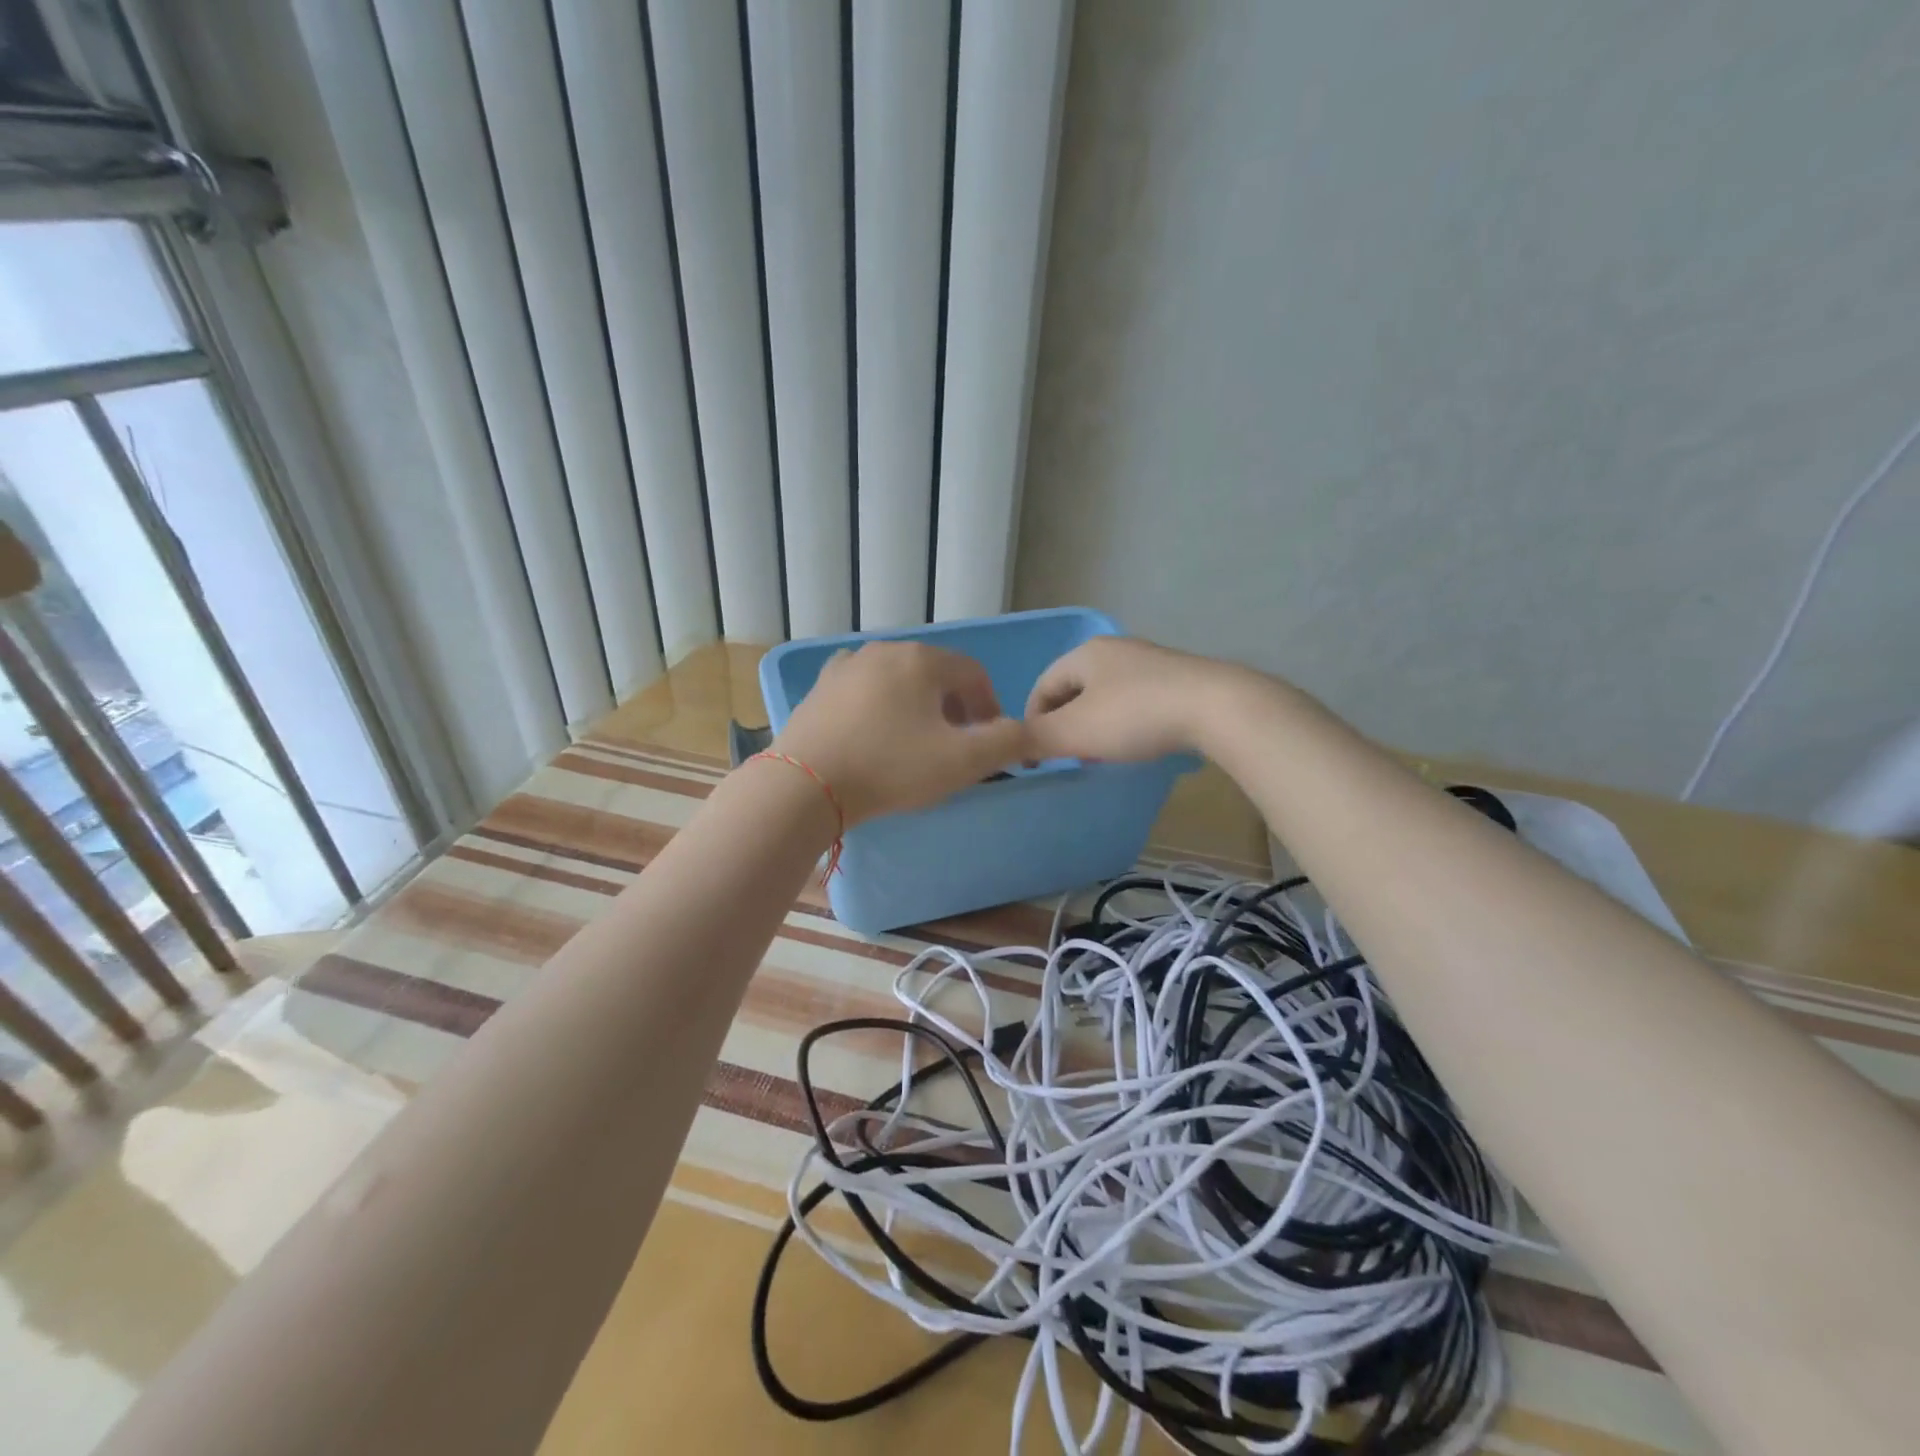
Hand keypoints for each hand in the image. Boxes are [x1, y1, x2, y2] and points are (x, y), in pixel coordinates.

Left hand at [771, 642, 1032, 824]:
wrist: (805, 785)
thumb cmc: (890, 768)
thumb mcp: (961, 761)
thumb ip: (1005, 743)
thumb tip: (1024, 732)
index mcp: (922, 659)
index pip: (973, 673)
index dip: (990, 706)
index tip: (989, 741)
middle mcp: (884, 650)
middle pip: (936, 673)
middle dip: (954, 707)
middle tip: (956, 745)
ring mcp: (846, 666)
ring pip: (899, 680)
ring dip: (917, 706)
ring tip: (915, 743)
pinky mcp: (820, 688)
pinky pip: (864, 690)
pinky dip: (880, 707)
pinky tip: (874, 735)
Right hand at [1023, 636, 1256, 762]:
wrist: (1215, 707)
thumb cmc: (1134, 716)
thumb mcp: (1074, 731)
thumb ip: (1035, 738)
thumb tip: (1008, 743)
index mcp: (1085, 653)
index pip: (1042, 686)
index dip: (1032, 721)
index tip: (1037, 755)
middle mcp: (1115, 649)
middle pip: (1074, 690)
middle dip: (1065, 724)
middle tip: (1068, 756)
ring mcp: (1150, 662)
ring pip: (1106, 696)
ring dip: (1095, 725)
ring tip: (1101, 754)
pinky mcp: (1178, 679)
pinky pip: (1137, 701)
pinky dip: (1126, 723)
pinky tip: (1137, 743)